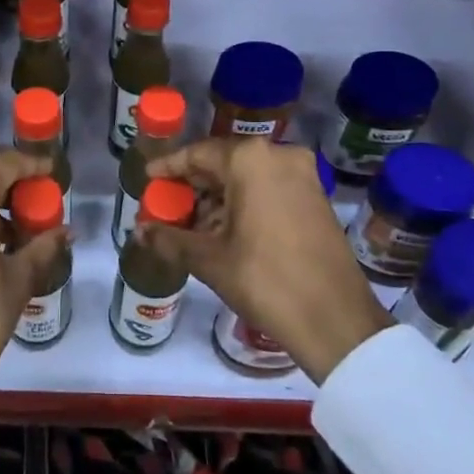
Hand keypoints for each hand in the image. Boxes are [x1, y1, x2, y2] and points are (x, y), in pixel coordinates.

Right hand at [147, 139, 390, 383]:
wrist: (335, 320)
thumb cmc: (266, 280)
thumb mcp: (209, 259)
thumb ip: (169, 238)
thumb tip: (138, 231)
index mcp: (250, 160)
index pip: (197, 153)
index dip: (169, 168)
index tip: (148, 179)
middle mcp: (278, 155)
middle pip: (223, 162)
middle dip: (194, 186)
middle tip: (167, 206)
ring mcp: (302, 175)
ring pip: (247, 177)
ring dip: (218, 197)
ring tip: (192, 225)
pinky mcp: (316, 197)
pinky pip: (269, 188)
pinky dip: (245, 203)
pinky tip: (225, 230)